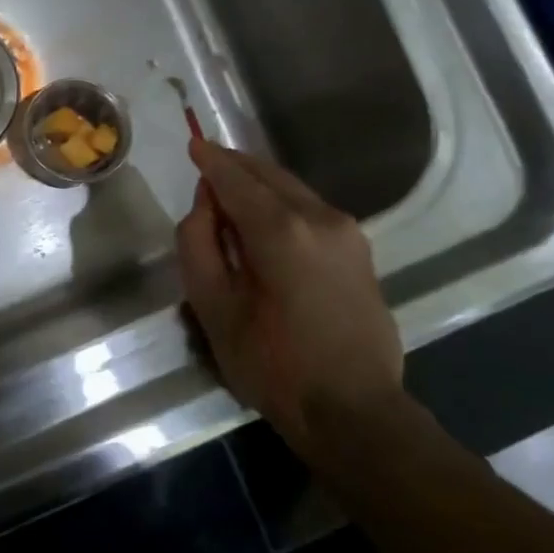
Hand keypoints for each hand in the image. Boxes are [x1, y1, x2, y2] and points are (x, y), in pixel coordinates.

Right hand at [175, 138, 404, 456]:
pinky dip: (282, 203)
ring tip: (230, 192)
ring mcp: (347, 232)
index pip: (236, 178)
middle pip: (269, 175)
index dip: (211, 160)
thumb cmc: (272, 364)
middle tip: (207, 163)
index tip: (193, 143)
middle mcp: (320, 217)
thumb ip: (198, 244)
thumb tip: (205, 204)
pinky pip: (311, 210)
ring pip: (293, 190)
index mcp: (280, 229)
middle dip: (236, 166)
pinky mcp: (360, 251)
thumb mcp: (213, 307)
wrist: (353, 409)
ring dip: (260, 184)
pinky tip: (265, 221)